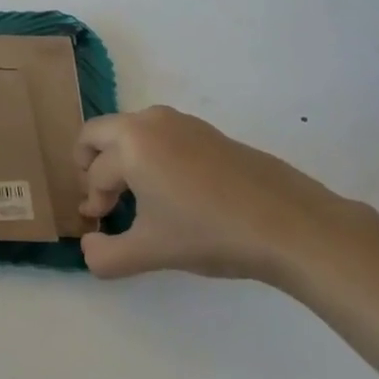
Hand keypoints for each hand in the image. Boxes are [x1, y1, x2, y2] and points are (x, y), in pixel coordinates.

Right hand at [76, 105, 363, 284]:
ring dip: (121, 157)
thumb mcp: (150, 252)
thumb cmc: (209, 234)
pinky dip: (150, 155)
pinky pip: (161, 135)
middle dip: (90, 164)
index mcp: (131, 144)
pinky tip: (174, 191)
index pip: (95, 174)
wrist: (291, 225)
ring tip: (136, 195)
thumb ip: (105, 256)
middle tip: (102, 197)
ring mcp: (183, 122)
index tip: (100, 224)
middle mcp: (151, 123)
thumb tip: (88, 247)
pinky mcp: (209, 132)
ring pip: (131, 130)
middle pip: (98, 132)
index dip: (92, 202)